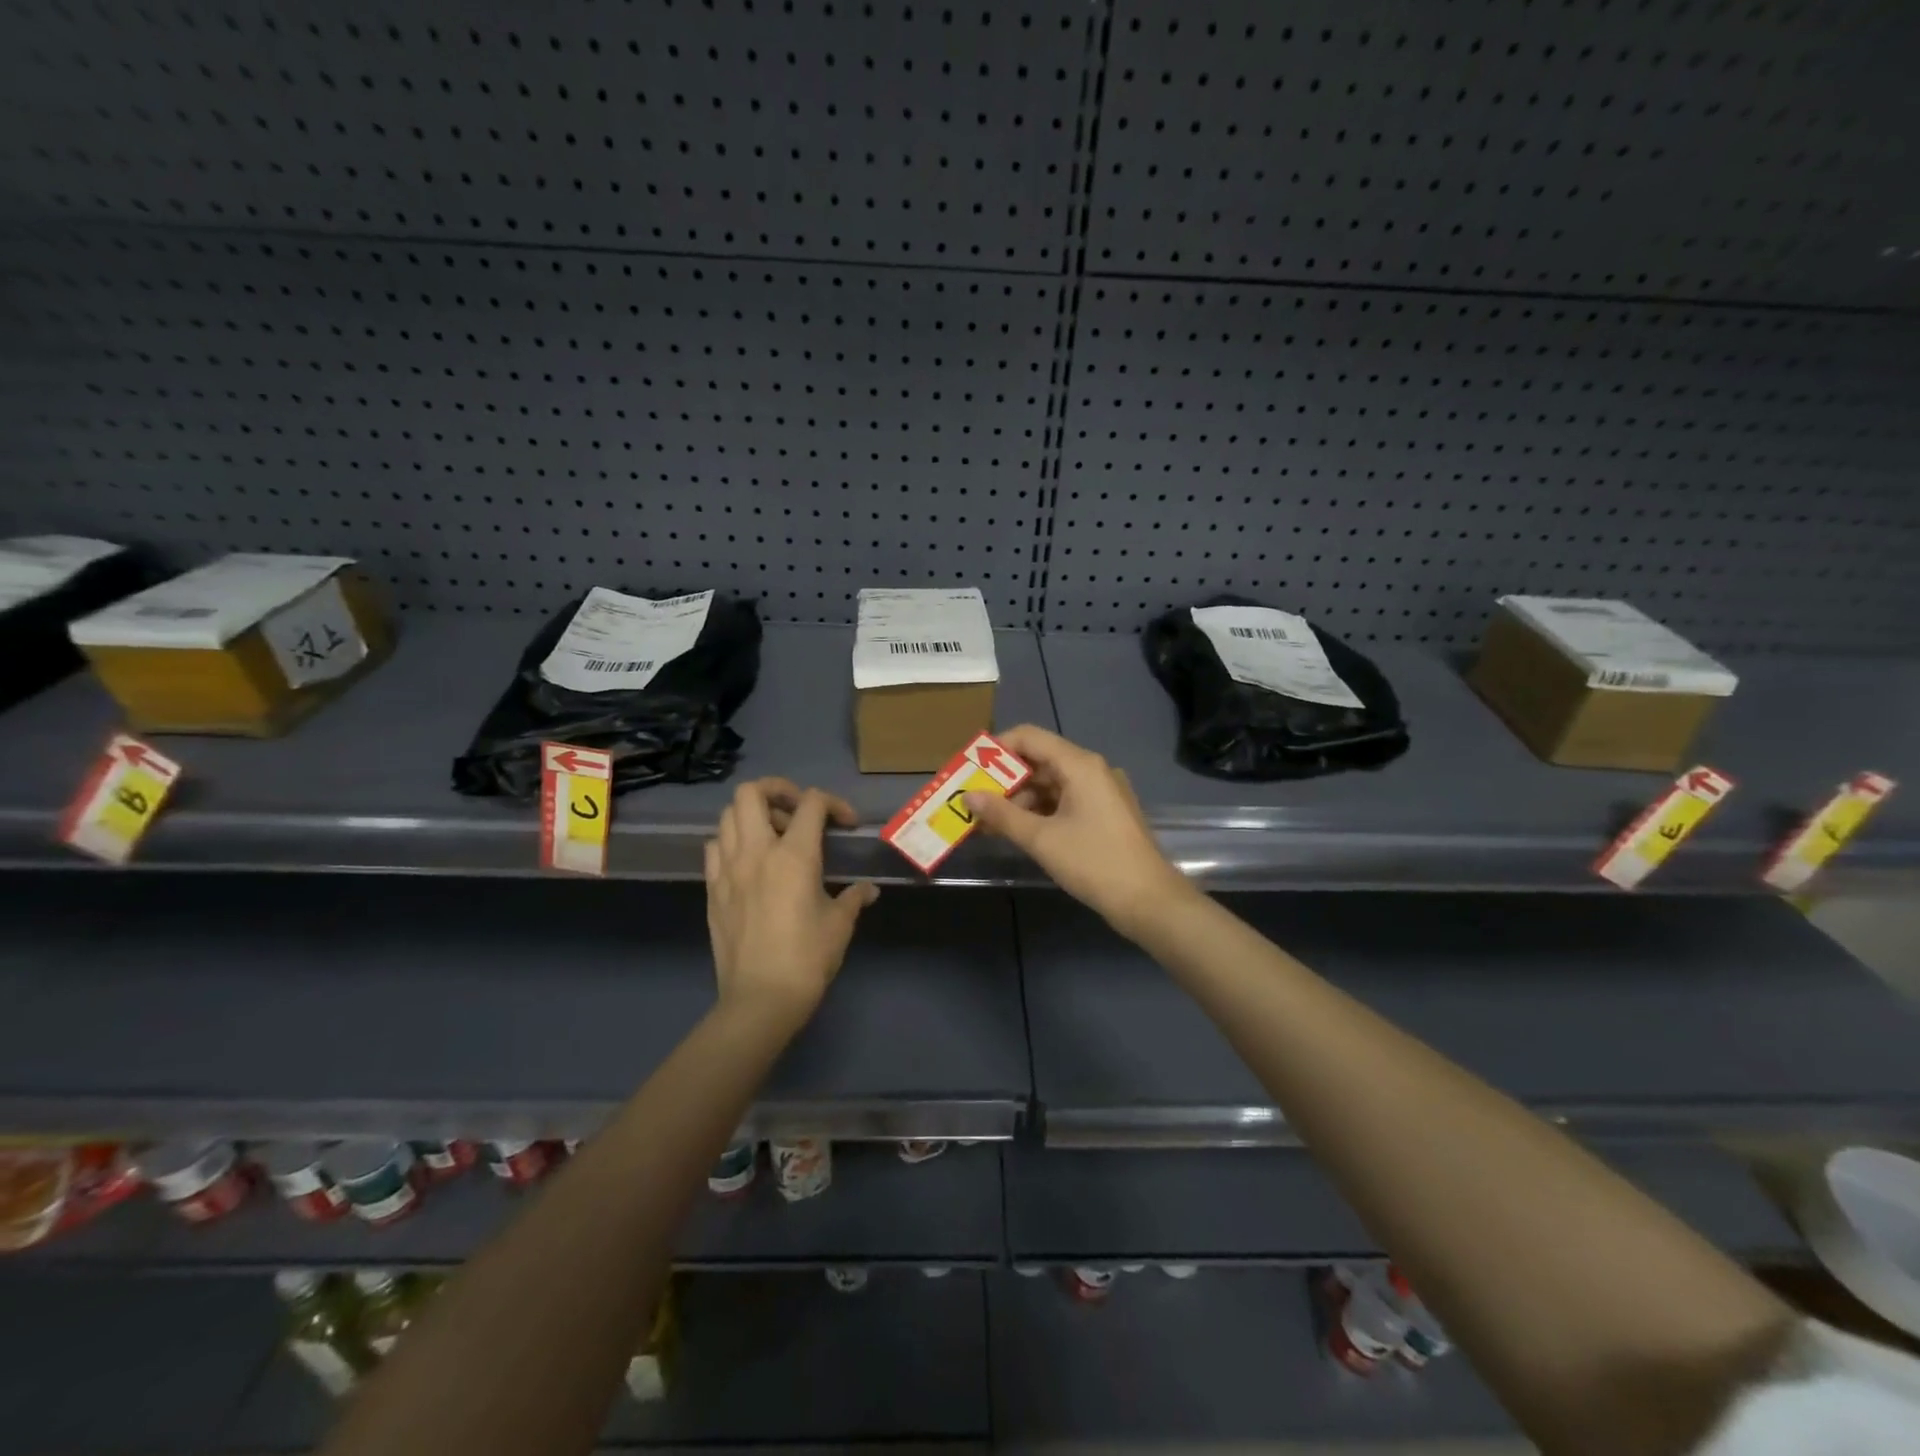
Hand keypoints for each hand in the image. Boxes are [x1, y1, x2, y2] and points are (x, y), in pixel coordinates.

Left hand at [704, 779, 879, 1026]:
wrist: (760, 1000)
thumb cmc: (807, 959)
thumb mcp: (840, 924)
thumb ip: (854, 898)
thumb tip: (868, 890)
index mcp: (794, 855)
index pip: (811, 803)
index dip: (834, 803)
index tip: (846, 824)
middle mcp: (756, 852)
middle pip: (752, 792)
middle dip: (778, 790)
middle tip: (798, 811)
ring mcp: (727, 869)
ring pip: (727, 815)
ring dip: (752, 814)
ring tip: (774, 835)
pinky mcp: (712, 889)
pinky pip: (714, 848)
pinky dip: (731, 842)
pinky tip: (749, 862)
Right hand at [965, 725, 1194, 938]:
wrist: (1149, 901)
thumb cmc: (1094, 863)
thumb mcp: (1042, 839)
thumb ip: (1002, 815)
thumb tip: (968, 796)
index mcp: (1080, 764)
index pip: (1029, 737)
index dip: (996, 749)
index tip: (971, 770)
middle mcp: (1092, 770)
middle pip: (1039, 760)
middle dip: (1004, 780)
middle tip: (974, 800)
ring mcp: (1101, 792)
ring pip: (1050, 784)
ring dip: (1019, 800)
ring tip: (988, 822)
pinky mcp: (1104, 813)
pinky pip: (1064, 801)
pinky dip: (1039, 812)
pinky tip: (1016, 831)